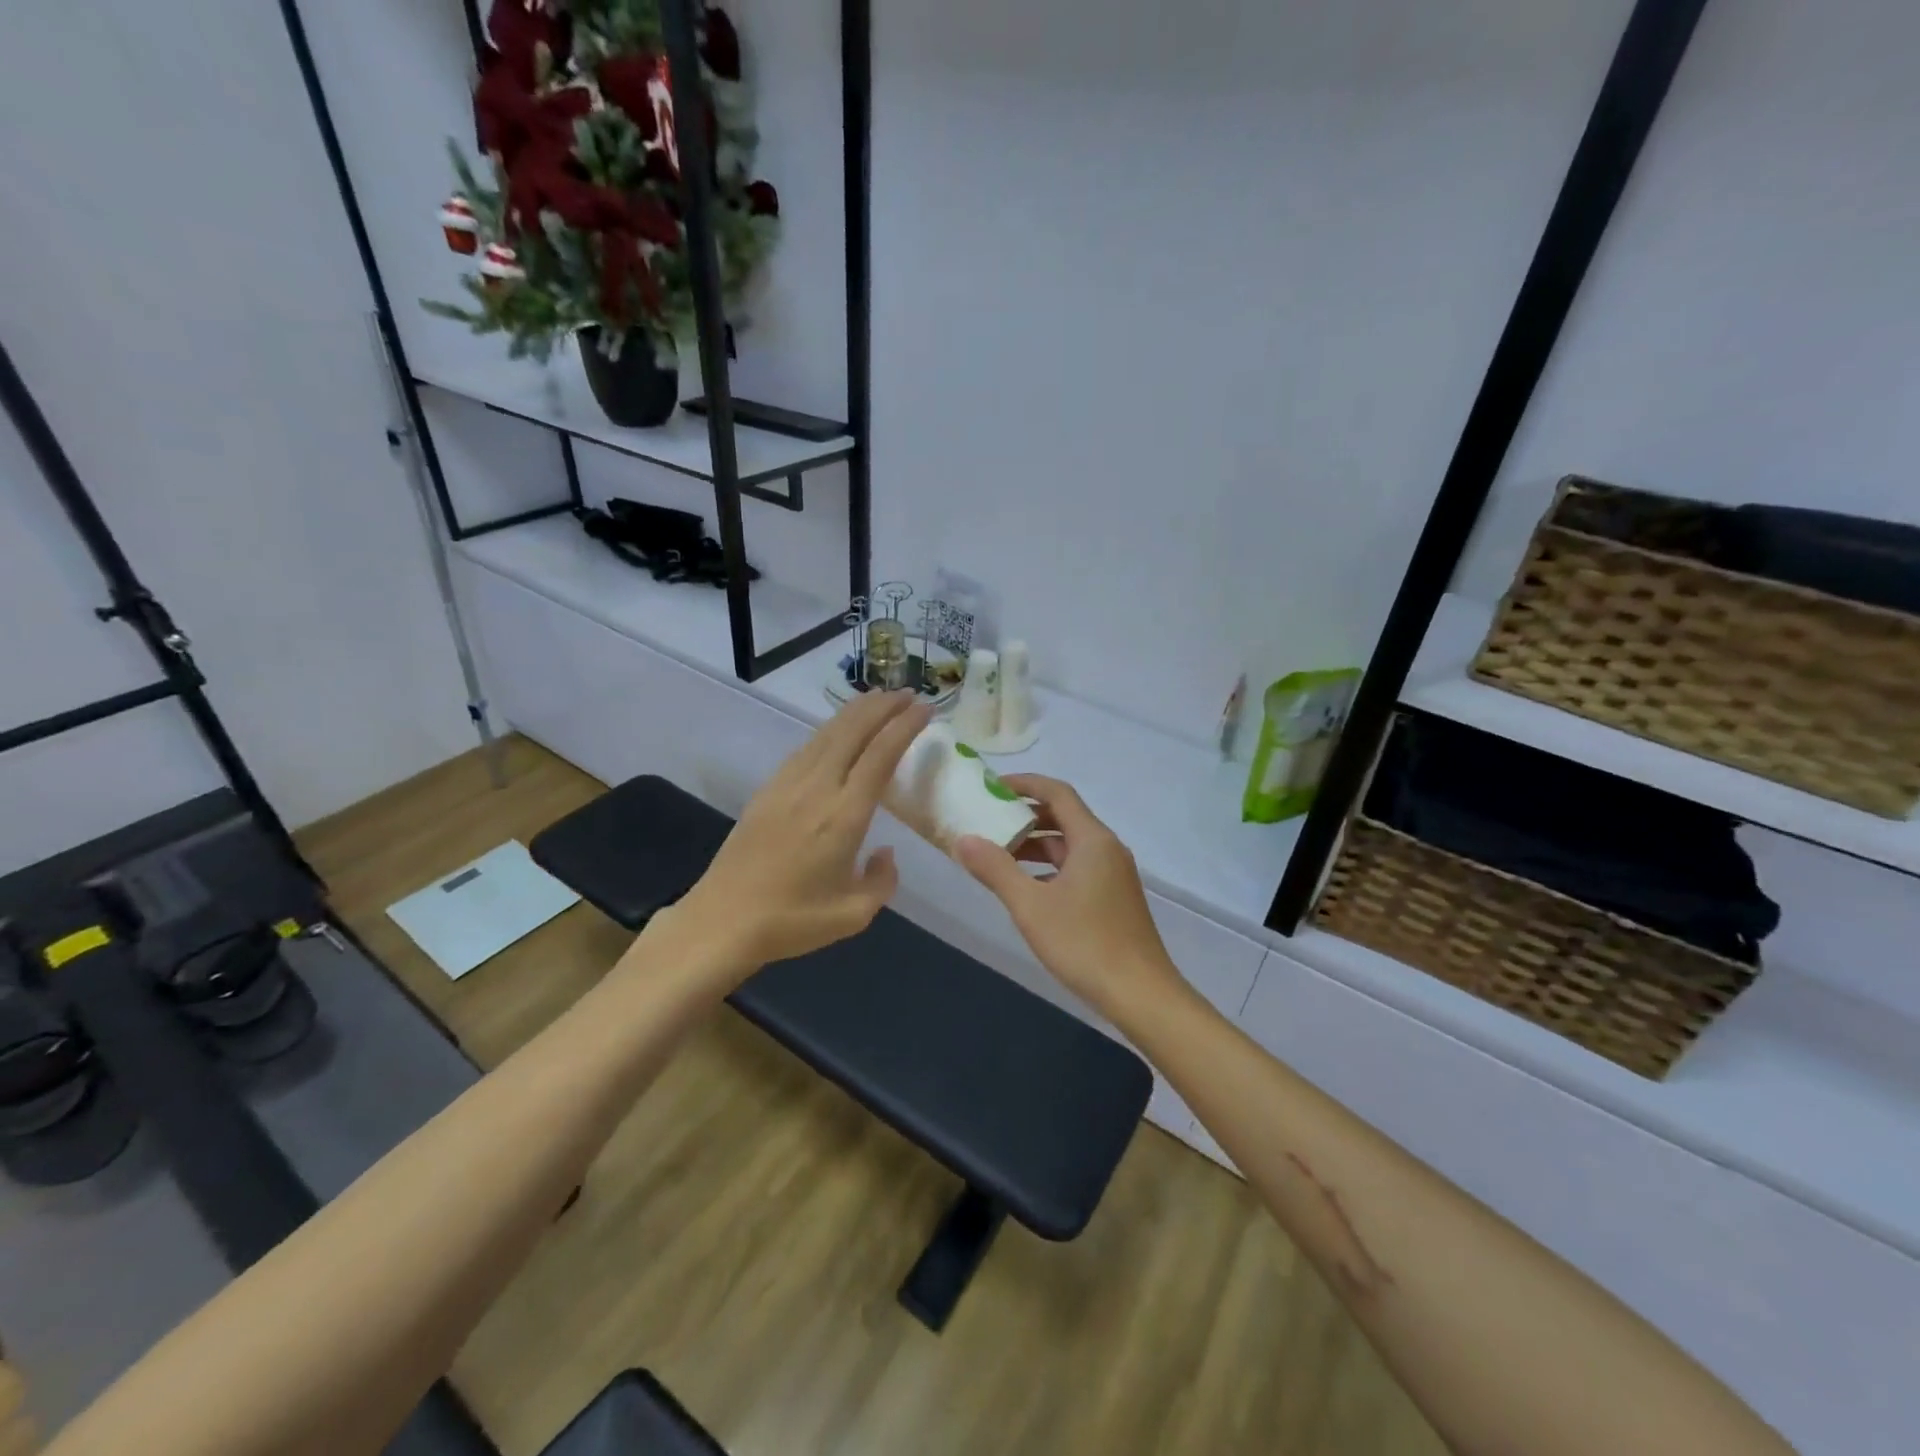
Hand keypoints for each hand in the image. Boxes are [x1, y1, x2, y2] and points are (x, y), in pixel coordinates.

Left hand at [672, 691, 929, 972]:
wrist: (722, 922)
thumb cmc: (792, 921)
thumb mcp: (854, 914)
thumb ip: (882, 880)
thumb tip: (886, 853)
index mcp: (844, 815)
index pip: (880, 755)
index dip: (904, 727)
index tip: (924, 708)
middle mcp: (817, 789)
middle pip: (852, 731)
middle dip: (882, 707)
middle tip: (906, 693)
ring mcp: (787, 785)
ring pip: (826, 734)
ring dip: (855, 712)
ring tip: (878, 699)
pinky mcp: (767, 790)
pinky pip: (805, 747)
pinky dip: (829, 730)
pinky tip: (836, 731)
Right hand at [954, 775, 1178, 1016]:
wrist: (1141, 994)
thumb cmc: (1084, 943)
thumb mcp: (1030, 906)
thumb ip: (996, 869)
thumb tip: (964, 840)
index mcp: (1093, 840)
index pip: (1057, 793)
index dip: (1024, 784)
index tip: (991, 787)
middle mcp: (1107, 849)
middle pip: (1064, 817)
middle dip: (1025, 816)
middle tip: (988, 822)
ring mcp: (1114, 874)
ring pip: (1070, 846)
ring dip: (1035, 846)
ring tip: (998, 856)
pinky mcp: (1114, 898)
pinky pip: (1077, 868)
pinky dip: (1050, 868)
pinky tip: (1026, 889)